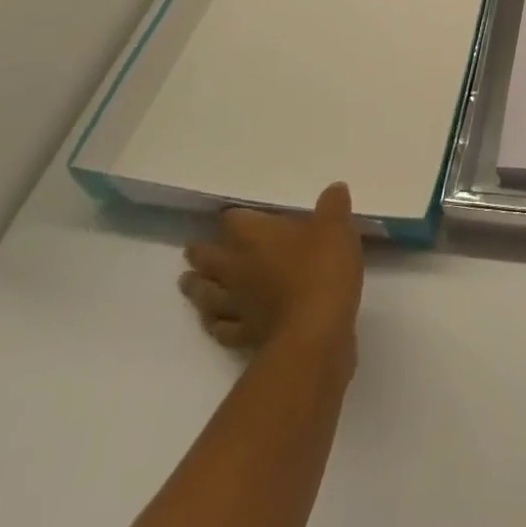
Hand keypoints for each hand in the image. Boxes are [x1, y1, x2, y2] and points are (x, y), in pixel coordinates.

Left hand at [180, 182, 363, 360]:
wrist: (315, 333)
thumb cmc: (322, 269)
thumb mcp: (337, 226)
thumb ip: (333, 204)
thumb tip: (334, 188)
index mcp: (256, 236)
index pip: (234, 220)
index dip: (232, 217)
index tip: (229, 216)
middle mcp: (239, 268)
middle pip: (210, 259)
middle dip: (201, 254)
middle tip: (191, 250)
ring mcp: (239, 305)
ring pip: (209, 295)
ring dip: (198, 289)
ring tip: (188, 284)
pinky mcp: (246, 337)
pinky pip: (224, 329)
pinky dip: (217, 325)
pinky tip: (215, 324)